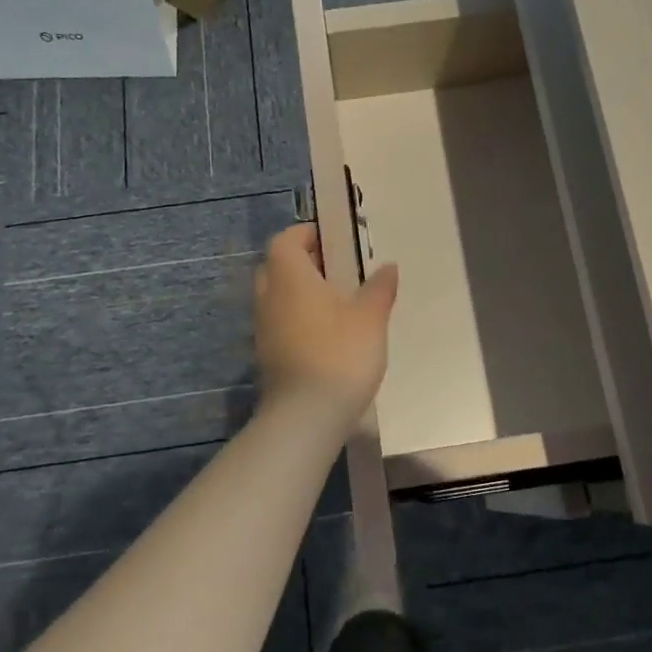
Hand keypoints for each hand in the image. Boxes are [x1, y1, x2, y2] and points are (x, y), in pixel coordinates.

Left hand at [253, 223, 398, 417]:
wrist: (305, 416)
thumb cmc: (339, 354)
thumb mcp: (371, 317)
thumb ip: (379, 288)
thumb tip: (387, 266)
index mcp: (290, 277)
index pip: (285, 241)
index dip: (305, 234)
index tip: (330, 239)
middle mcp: (269, 297)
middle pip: (276, 266)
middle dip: (301, 262)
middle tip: (334, 269)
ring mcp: (263, 329)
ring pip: (276, 297)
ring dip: (299, 293)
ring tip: (335, 303)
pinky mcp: (267, 356)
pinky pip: (279, 323)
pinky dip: (297, 319)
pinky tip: (325, 335)